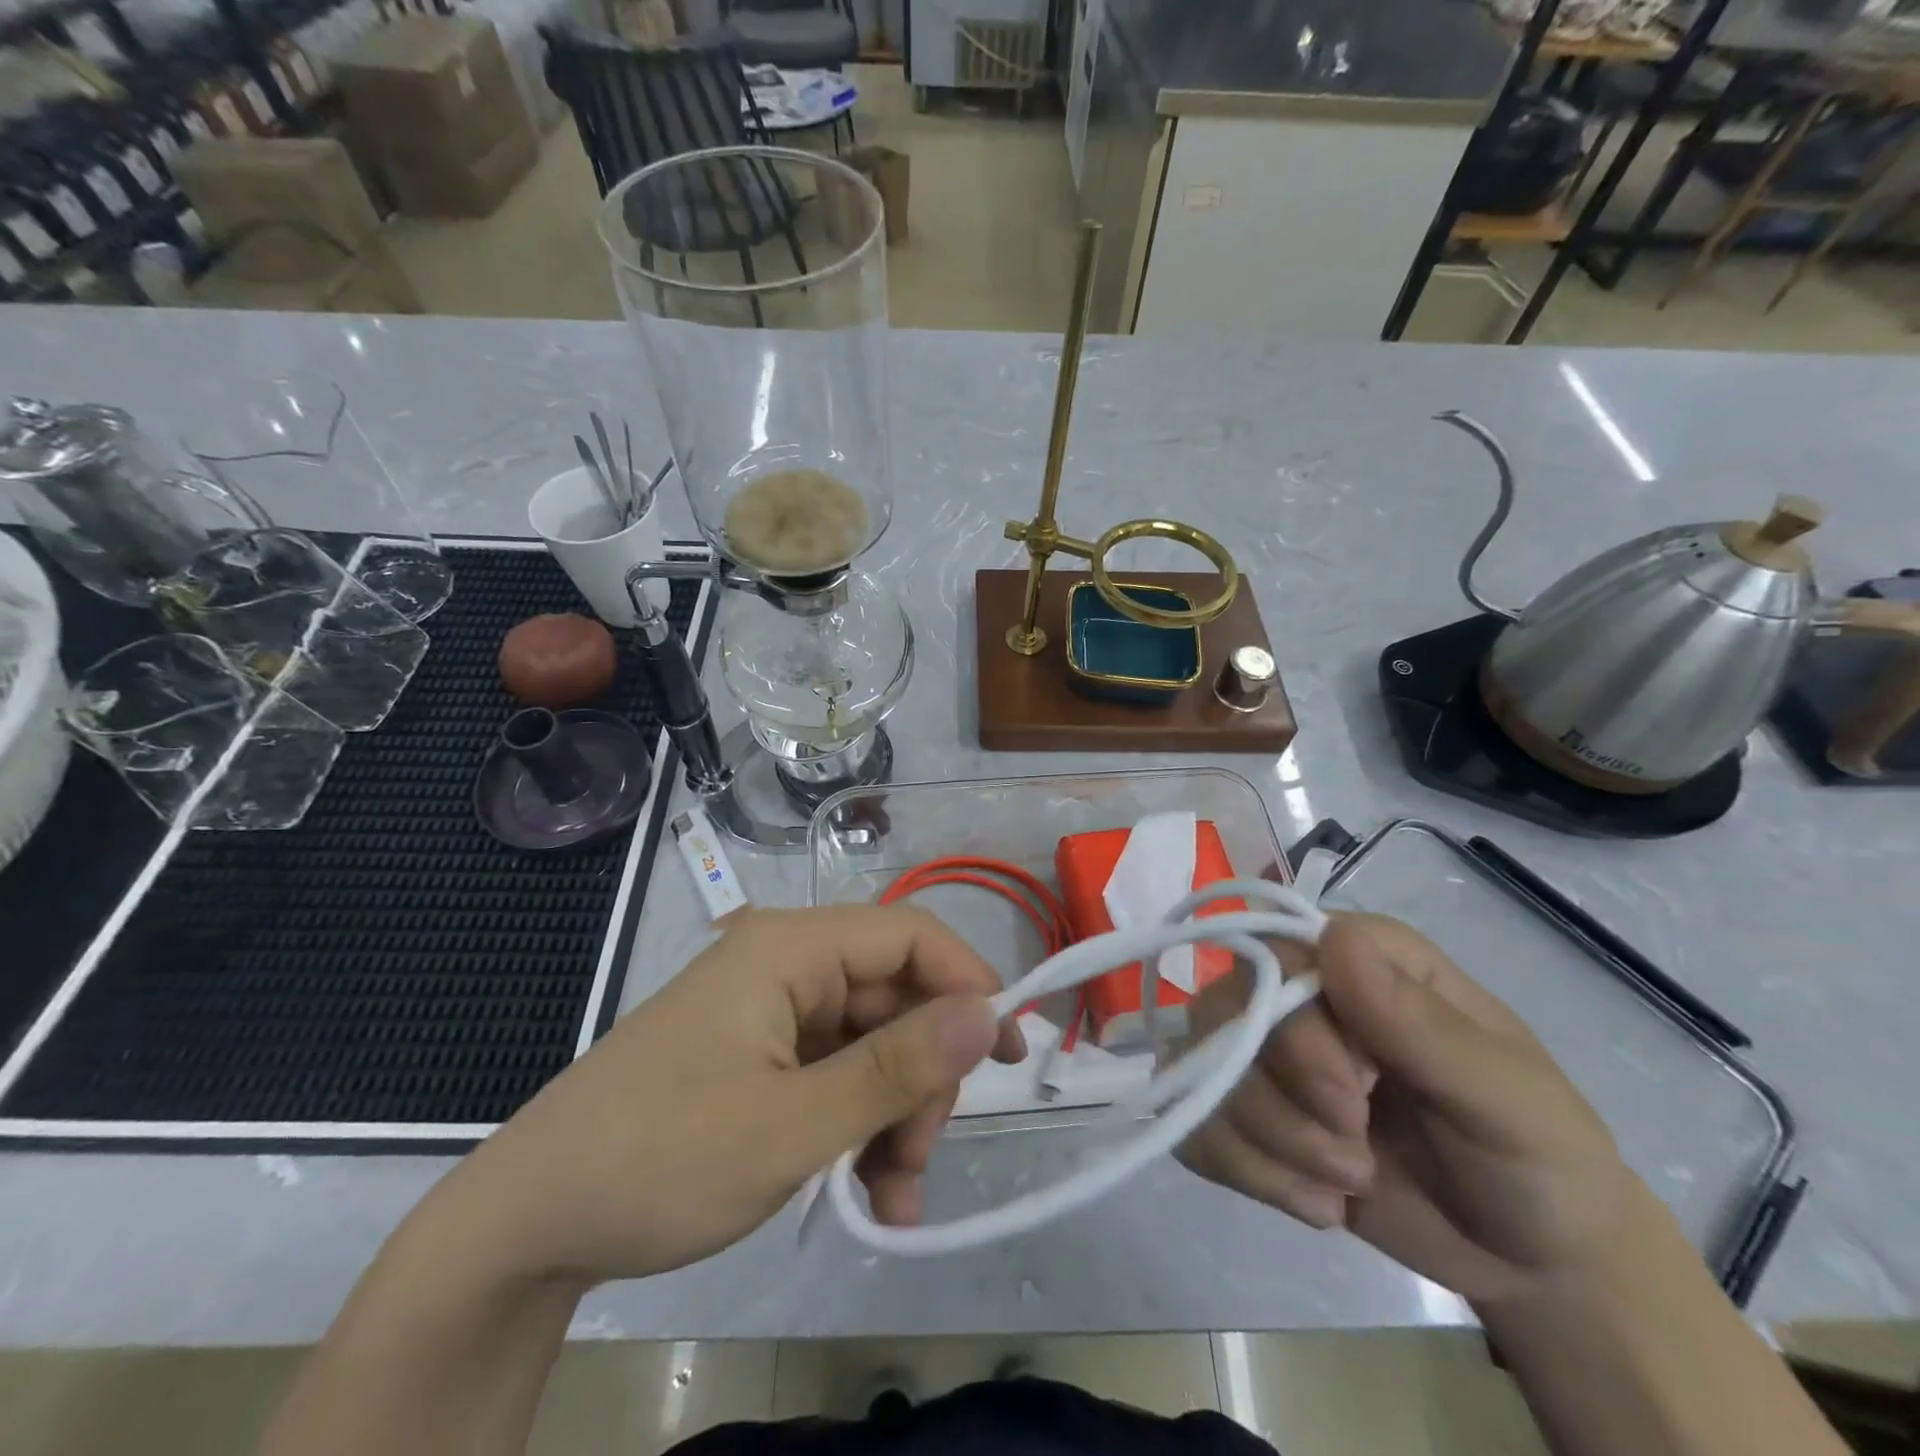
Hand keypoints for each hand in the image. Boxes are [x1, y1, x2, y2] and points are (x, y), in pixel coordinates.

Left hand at [435, 906, 1024, 1285]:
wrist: (526, 1225)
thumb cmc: (658, 1160)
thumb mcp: (790, 1126)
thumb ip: (895, 1068)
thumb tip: (988, 1013)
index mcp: (790, 949)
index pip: (910, 935)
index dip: (969, 983)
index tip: (1011, 1053)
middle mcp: (786, 965)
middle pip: (894, 996)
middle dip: (923, 1077)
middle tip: (921, 1159)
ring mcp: (771, 1012)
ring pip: (871, 1044)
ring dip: (896, 1115)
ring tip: (893, 1197)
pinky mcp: (760, 1055)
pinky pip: (836, 1074)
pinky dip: (860, 1126)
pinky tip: (868, 1192)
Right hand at [1178, 913, 1635, 1303]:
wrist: (1529, 1260)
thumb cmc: (1538, 1159)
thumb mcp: (1505, 1098)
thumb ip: (1421, 1024)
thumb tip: (1336, 940)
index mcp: (1361, 958)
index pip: (1274, 955)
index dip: (1293, 1031)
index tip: (1355, 1100)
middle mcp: (1298, 989)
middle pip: (1225, 1015)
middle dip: (1284, 1105)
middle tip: (1358, 1159)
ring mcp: (1264, 1050)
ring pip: (1202, 1072)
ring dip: (1273, 1147)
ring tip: (1350, 1182)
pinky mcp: (1245, 1110)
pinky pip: (1195, 1123)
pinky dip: (1249, 1174)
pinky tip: (1314, 1202)